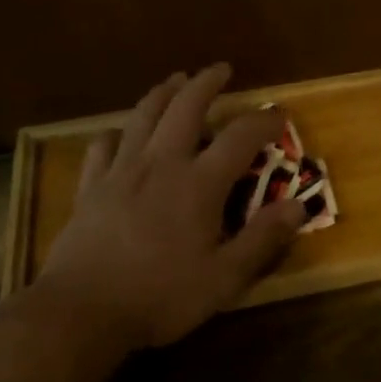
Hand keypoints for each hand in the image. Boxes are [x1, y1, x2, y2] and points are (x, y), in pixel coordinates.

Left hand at [29, 64, 305, 349]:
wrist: (81, 312)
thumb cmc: (160, 296)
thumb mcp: (224, 277)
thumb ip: (262, 238)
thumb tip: (298, 205)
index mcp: (199, 183)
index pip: (240, 136)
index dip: (264, 121)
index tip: (279, 116)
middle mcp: (161, 163)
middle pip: (186, 107)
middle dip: (206, 83)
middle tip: (220, 69)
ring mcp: (121, 171)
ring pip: (143, 116)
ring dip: (163, 93)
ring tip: (176, 80)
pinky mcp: (91, 187)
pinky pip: (102, 146)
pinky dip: (117, 133)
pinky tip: (120, 134)